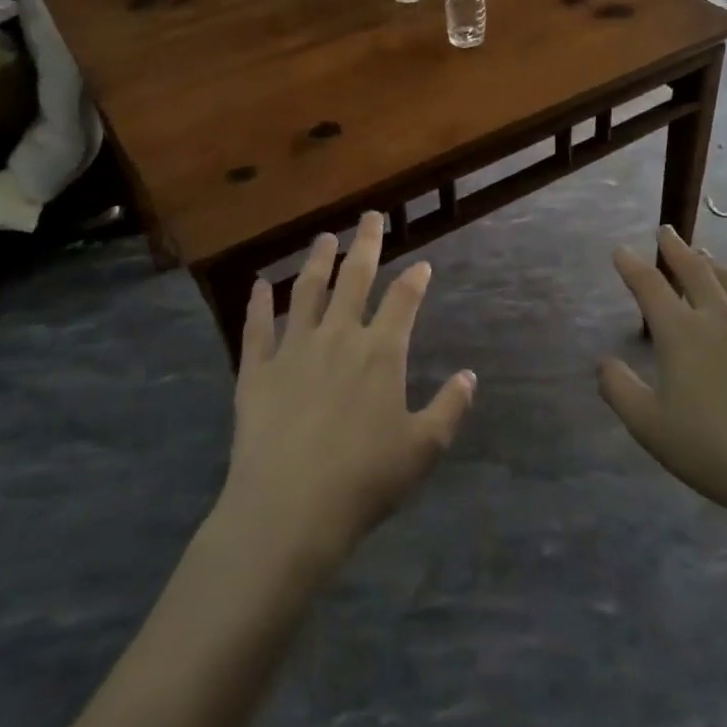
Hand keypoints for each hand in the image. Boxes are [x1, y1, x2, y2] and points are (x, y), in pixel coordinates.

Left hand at [218, 212, 476, 571]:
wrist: (289, 509)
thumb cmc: (364, 480)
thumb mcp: (423, 449)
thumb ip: (450, 408)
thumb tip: (470, 375)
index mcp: (381, 352)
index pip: (403, 300)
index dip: (415, 280)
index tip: (421, 264)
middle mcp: (338, 337)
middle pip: (355, 278)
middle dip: (366, 244)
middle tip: (370, 216)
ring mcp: (293, 349)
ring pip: (307, 291)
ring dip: (317, 261)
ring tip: (323, 238)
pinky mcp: (256, 370)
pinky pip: (257, 327)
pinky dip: (259, 303)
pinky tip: (260, 285)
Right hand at [600, 226, 726, 536]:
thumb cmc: (713, 450)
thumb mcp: (649, 427)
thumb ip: (619, 390)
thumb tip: (603, 362)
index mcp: (680, 333)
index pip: (649, 286)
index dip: (631, 266)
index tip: (620, 250)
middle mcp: (720, 320)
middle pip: (695, 272)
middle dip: (677, 248)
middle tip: (667, 231)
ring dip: (716, 266)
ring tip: (707, 257)